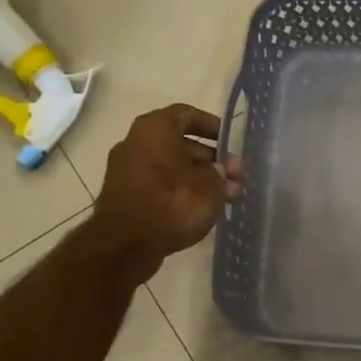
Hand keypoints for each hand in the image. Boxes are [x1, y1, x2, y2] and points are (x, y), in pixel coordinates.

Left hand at [89, 105, 243, 281]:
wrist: (125, 246)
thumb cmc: (172, 203)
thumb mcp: (210, 185)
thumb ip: (221, 174)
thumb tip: (220, 172)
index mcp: (154, 128)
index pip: (186, 114)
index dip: (211, 126)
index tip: (230, 142)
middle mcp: (136, 142)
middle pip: (180, 144)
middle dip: (211, 160)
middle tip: (235, 177)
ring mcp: (126, 170)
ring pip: (172, 167)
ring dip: (200, 179)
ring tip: (227, 198)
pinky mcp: (124, 196)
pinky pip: (159, 185)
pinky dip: (181, 191)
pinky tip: (203, 209)